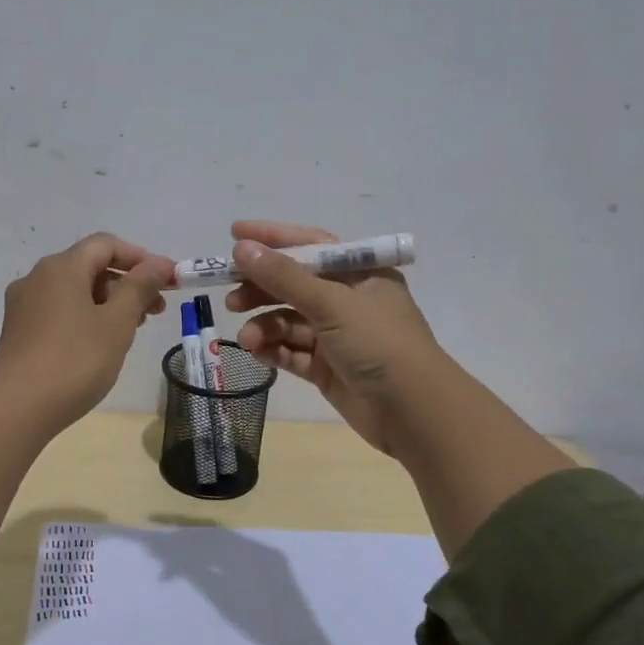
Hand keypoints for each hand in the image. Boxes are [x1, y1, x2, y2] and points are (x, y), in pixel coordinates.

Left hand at [0, 232, 174, 433]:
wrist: (18, 409)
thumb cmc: (75, 361)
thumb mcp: (117, 323)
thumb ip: (140, 288)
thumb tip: (159, 263)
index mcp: (61, 267)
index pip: (106, 244)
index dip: (140, 257)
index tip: (168, 280)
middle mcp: (37, 278)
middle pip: (89, 266)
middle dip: (127, 283)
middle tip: (156, 310)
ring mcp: (23, 305)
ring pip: (74, 291)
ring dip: (108, 302)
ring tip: (132, 329)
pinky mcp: (18, 331)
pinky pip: (58, 310)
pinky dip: (85, 316)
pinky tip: (100, 343)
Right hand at [224, 220, 446, 456]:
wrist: (413, 411)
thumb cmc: (379, 343)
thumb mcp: (332, 303)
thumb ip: (284, 277)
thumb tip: (241, 247)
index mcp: (360, 274)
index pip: (311, 245)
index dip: (273, 238)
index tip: (234, 234)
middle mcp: (348, 300)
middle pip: (295, 284)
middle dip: (261, 288)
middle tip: (230, 297)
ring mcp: (337, 336)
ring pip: (290, 321)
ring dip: (265, 325)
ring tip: (247, 336)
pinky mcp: (327, 368)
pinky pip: (292, 352)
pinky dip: (273, 350)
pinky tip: (256, 351)